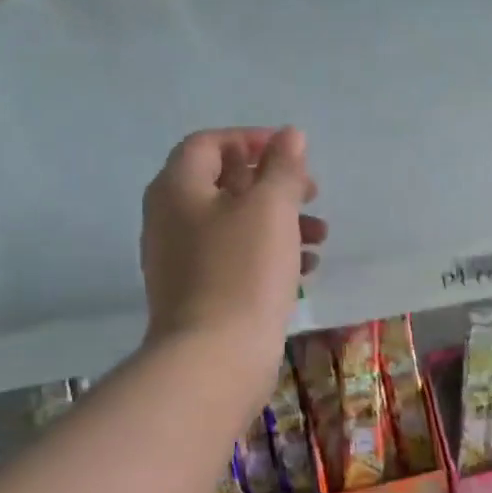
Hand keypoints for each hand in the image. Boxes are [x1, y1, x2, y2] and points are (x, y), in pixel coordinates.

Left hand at [140, 127, 325, 409]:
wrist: (214, 357)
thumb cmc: (243, 271)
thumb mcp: (270, 209)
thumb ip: (282, 167)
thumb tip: (289, 135)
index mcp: (178, 188)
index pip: (208, 144)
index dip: (251, 140)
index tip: (291, 152)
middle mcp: (171, 219)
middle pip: (224, 184)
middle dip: (274, 185)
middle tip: (312, 193)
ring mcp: (182, 260)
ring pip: (236, 225)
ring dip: (280, 222)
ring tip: (320, 236)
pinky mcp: (199, 293)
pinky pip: (236, 259)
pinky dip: (269, 254)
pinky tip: (305, 270)